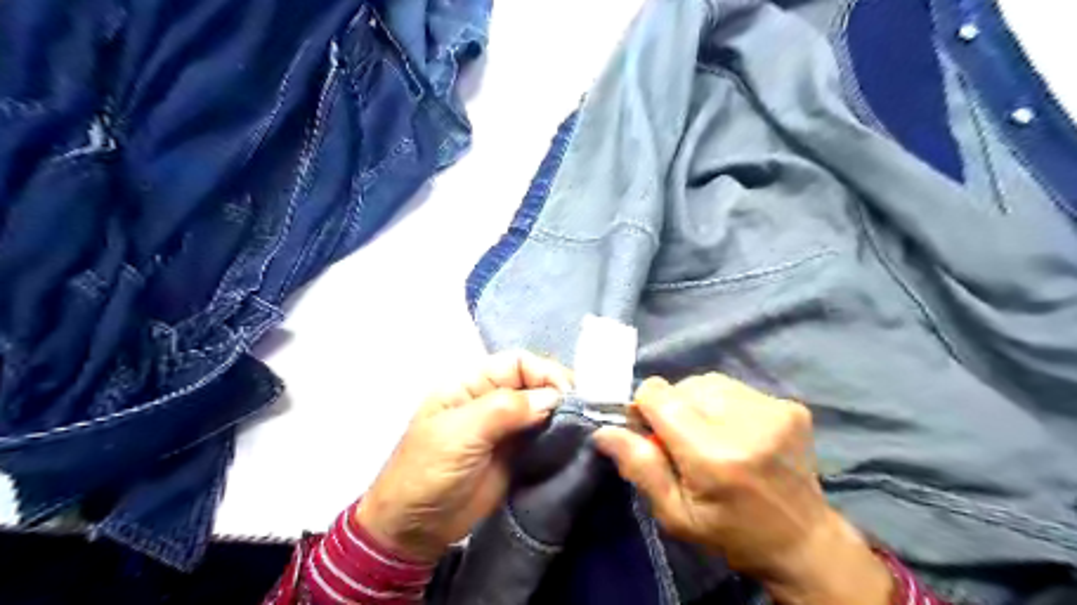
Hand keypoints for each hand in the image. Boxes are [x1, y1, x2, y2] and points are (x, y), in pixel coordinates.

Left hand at [358, 353, 575, 563]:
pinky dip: (559, 435)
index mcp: (471, 383)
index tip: (567, 394)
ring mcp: (505, 427)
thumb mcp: (460, 433)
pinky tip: (573, 440)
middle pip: (534, 383)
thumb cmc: (428, 471)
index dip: (544, 372)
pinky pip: (543, 436)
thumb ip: (505, 409)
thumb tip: (552, 398)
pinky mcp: (516, 453)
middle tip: (581, 412)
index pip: (517, 363)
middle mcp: (492, 399)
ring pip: (542, 408)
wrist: (415, 528)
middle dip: (558, 392)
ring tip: (583, 426)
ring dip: (562, 414)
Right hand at [587, 374, 892, 604]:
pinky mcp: (790, 406)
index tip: (651, 433)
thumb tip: (604, 430)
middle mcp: (745, 423)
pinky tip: (737, 432)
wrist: (803, 541)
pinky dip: (725, 404)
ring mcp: (773, 410)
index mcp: (713, 455)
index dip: (645, 408)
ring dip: (699, 403)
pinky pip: (736, 388)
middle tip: (685, 442)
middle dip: (673, 408)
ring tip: (711, 435)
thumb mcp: (675, 515)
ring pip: (708, 382)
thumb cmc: (730, 533)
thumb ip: (640, 467)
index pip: (658, 394)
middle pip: (682, 385)